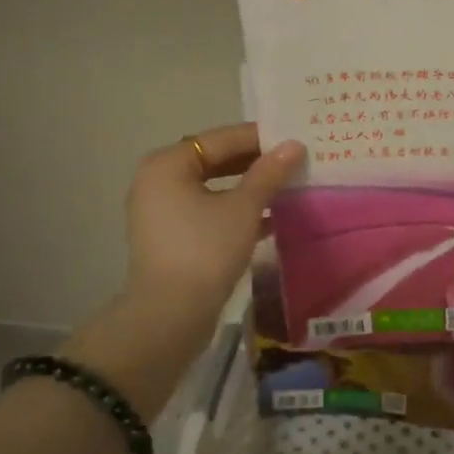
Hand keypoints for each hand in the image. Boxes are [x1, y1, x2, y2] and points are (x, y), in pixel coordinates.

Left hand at [123, 122, 304, 320]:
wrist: (170, 316)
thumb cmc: (205, 250)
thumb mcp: (243, 208)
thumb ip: (268, 173)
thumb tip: (294, 144)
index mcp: (168, 164)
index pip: (221, 139)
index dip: (260, 138)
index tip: (294, 139)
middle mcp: (158, 180)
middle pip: (215, 161)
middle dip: (256, 163)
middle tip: (295, 161)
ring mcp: (161, 211)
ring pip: (213, 188)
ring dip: (249, 189)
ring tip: (288, 187)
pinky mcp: (170, 237)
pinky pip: (207, 211)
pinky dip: (235, 212)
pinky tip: (271, 219)